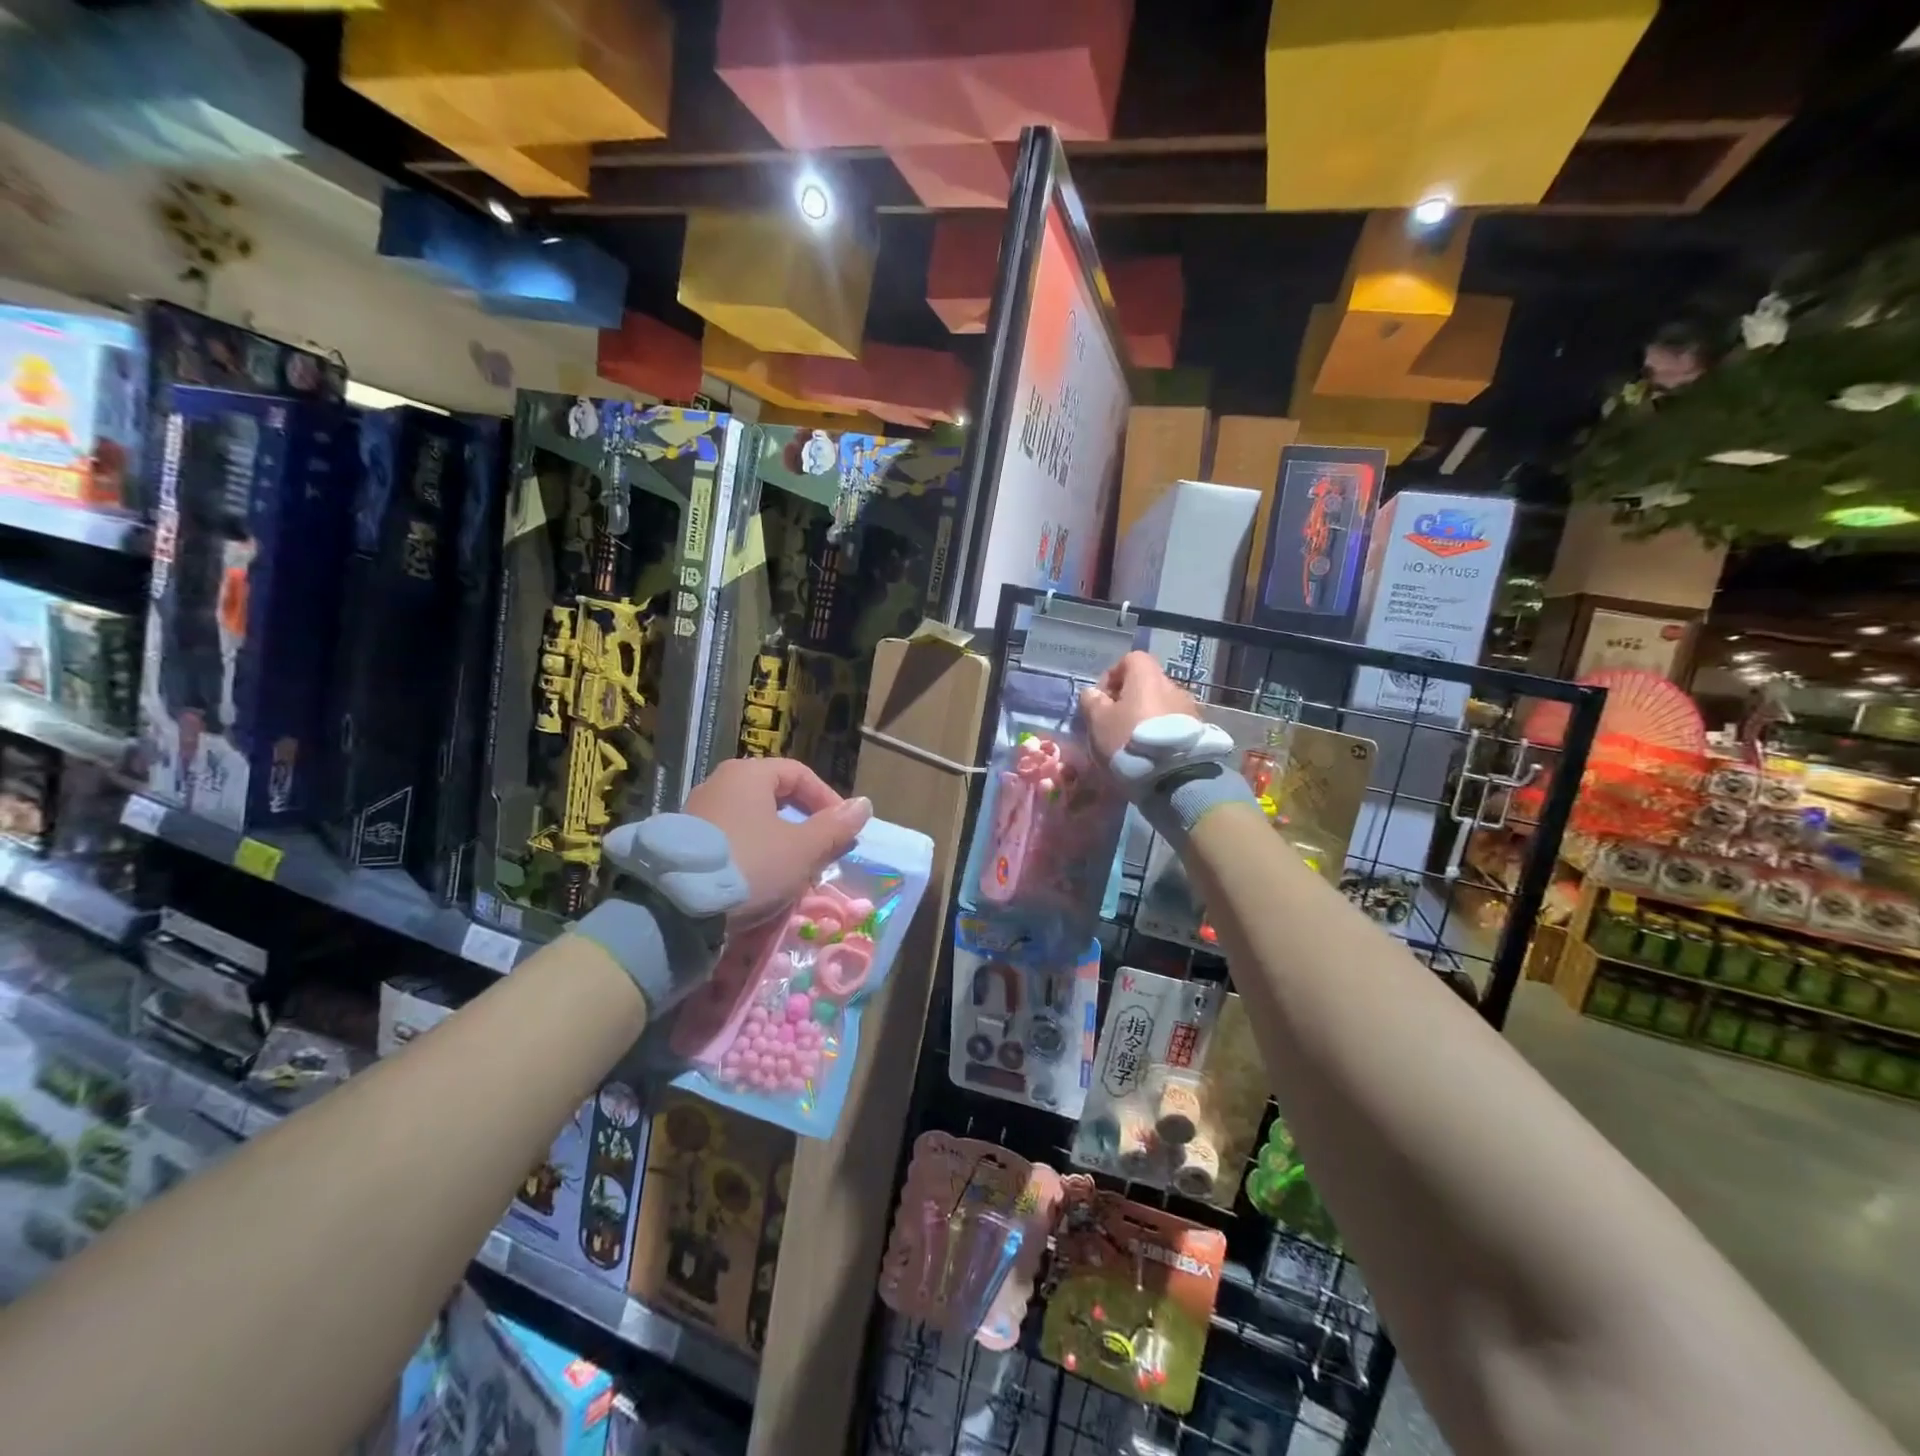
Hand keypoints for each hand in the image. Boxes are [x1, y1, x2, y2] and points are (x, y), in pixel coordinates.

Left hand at [684, 758, 871, 925]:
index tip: (842, 830)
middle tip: (820, 853)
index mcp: (748, 774)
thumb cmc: (750, 865)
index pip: (799, 774)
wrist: (675, 908)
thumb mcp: (803, 849)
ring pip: (753, 821)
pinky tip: (758, 882)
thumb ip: (835, 827)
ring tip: (793, 873)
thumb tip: (864, 805)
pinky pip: (731, 840)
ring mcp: (696, 813)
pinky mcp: (683, 843)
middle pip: (775, 797)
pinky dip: (752, 855)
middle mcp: (719, 784)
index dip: (827, 800)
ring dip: (779, 843)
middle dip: (804, 825)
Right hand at [1077, 651, 1201, 765]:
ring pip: (1160, 704)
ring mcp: (1188, 707)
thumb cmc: (1129, 739)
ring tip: (1133, 741)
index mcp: (1147, 676)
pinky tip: (1151, 752)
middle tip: (1114, 723)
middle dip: (1128, 700)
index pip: (1130, 659)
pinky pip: (1173, 723)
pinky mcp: (1199, 730)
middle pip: (1146, 684)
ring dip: (1145, 716)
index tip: (1101, 699)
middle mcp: (1172, 685)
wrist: (1174, 775)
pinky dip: (1160, 731)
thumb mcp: (1098, 721)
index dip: (1112, 675)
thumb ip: (1092, 702)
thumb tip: (1092, 693)